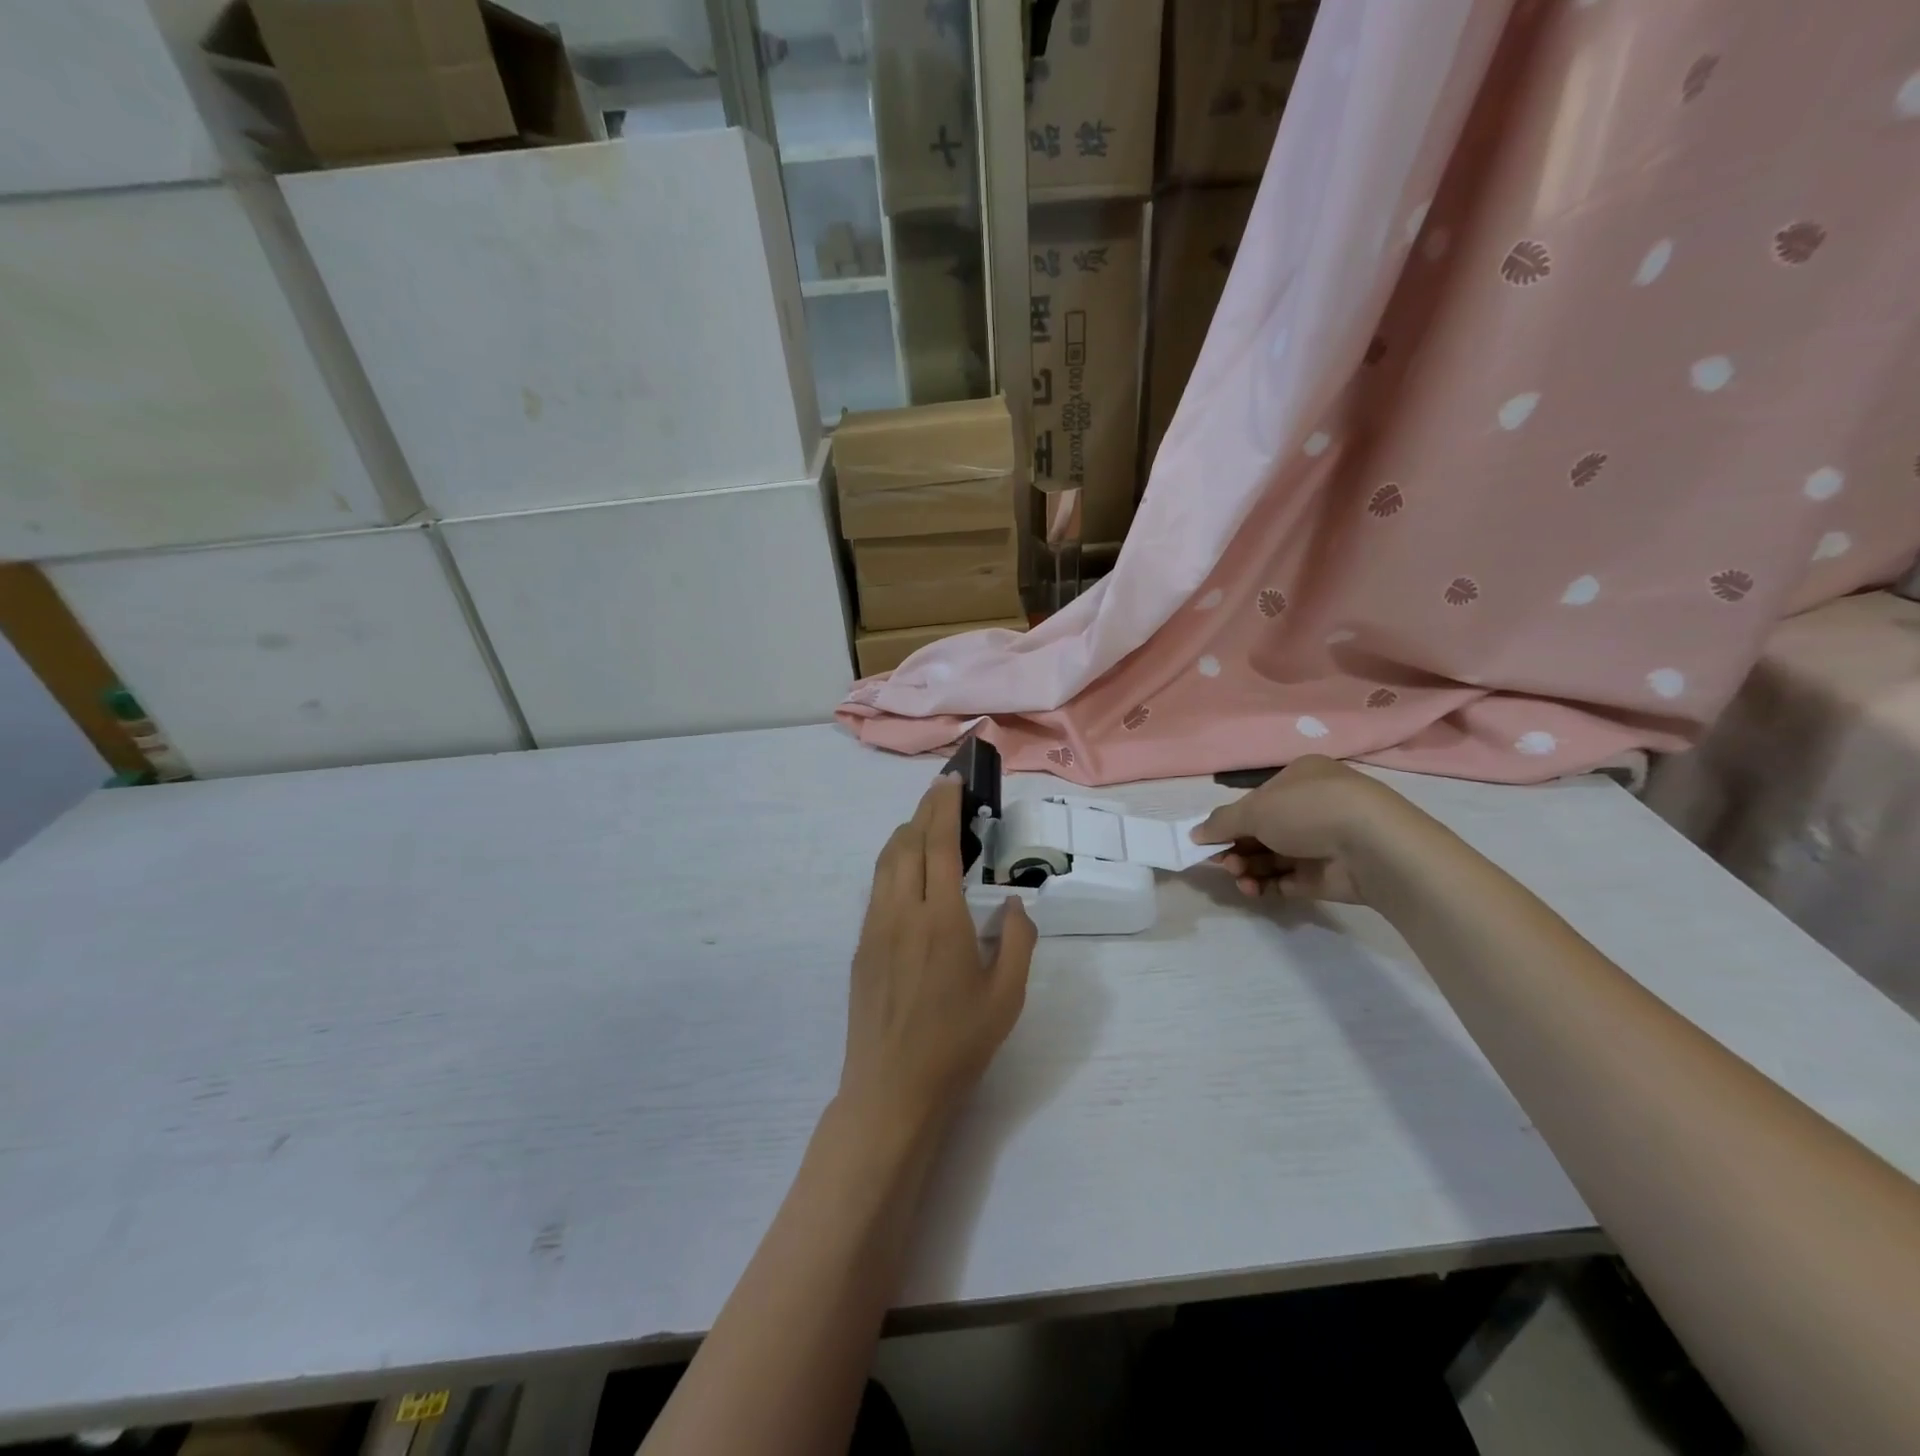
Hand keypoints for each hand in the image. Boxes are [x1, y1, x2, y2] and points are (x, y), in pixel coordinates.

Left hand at [841, 775, 1036, 1130]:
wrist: (891, 1089)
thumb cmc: (957, 1044)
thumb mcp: (1006, 998)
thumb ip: (1017, 942)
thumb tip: (1015, 904)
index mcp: (941, 920)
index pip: (938, 844)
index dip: (944, 806)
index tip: (952, 781)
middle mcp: (901, 913)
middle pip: (906, 843)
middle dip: (924, 810)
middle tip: (943, 791)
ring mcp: (874, 928)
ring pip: (885, 862)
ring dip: (905, 833)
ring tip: (925, 824)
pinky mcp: (861, 946)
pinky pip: (877, 887)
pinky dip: (893, 862)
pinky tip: (908, 873)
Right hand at [1189, 755, 1392, 903]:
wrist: (1373, 846)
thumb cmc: (1308, 810)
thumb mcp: (1255, 809)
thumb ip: (1221, 822)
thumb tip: (1195, 834)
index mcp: (1299, 779)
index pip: (1257, 800)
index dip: (1231, 821)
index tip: (1210, 840)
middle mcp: (1312, 807)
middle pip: (1262, 830)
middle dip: (1237, 847)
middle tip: (1223, 862)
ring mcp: (1322, 842)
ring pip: (1273, 857)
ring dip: (1248, 867)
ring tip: (1238, 877)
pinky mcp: (1328, 875)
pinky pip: (1288, 880)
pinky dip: (1266, 885)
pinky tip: (1253, 889)